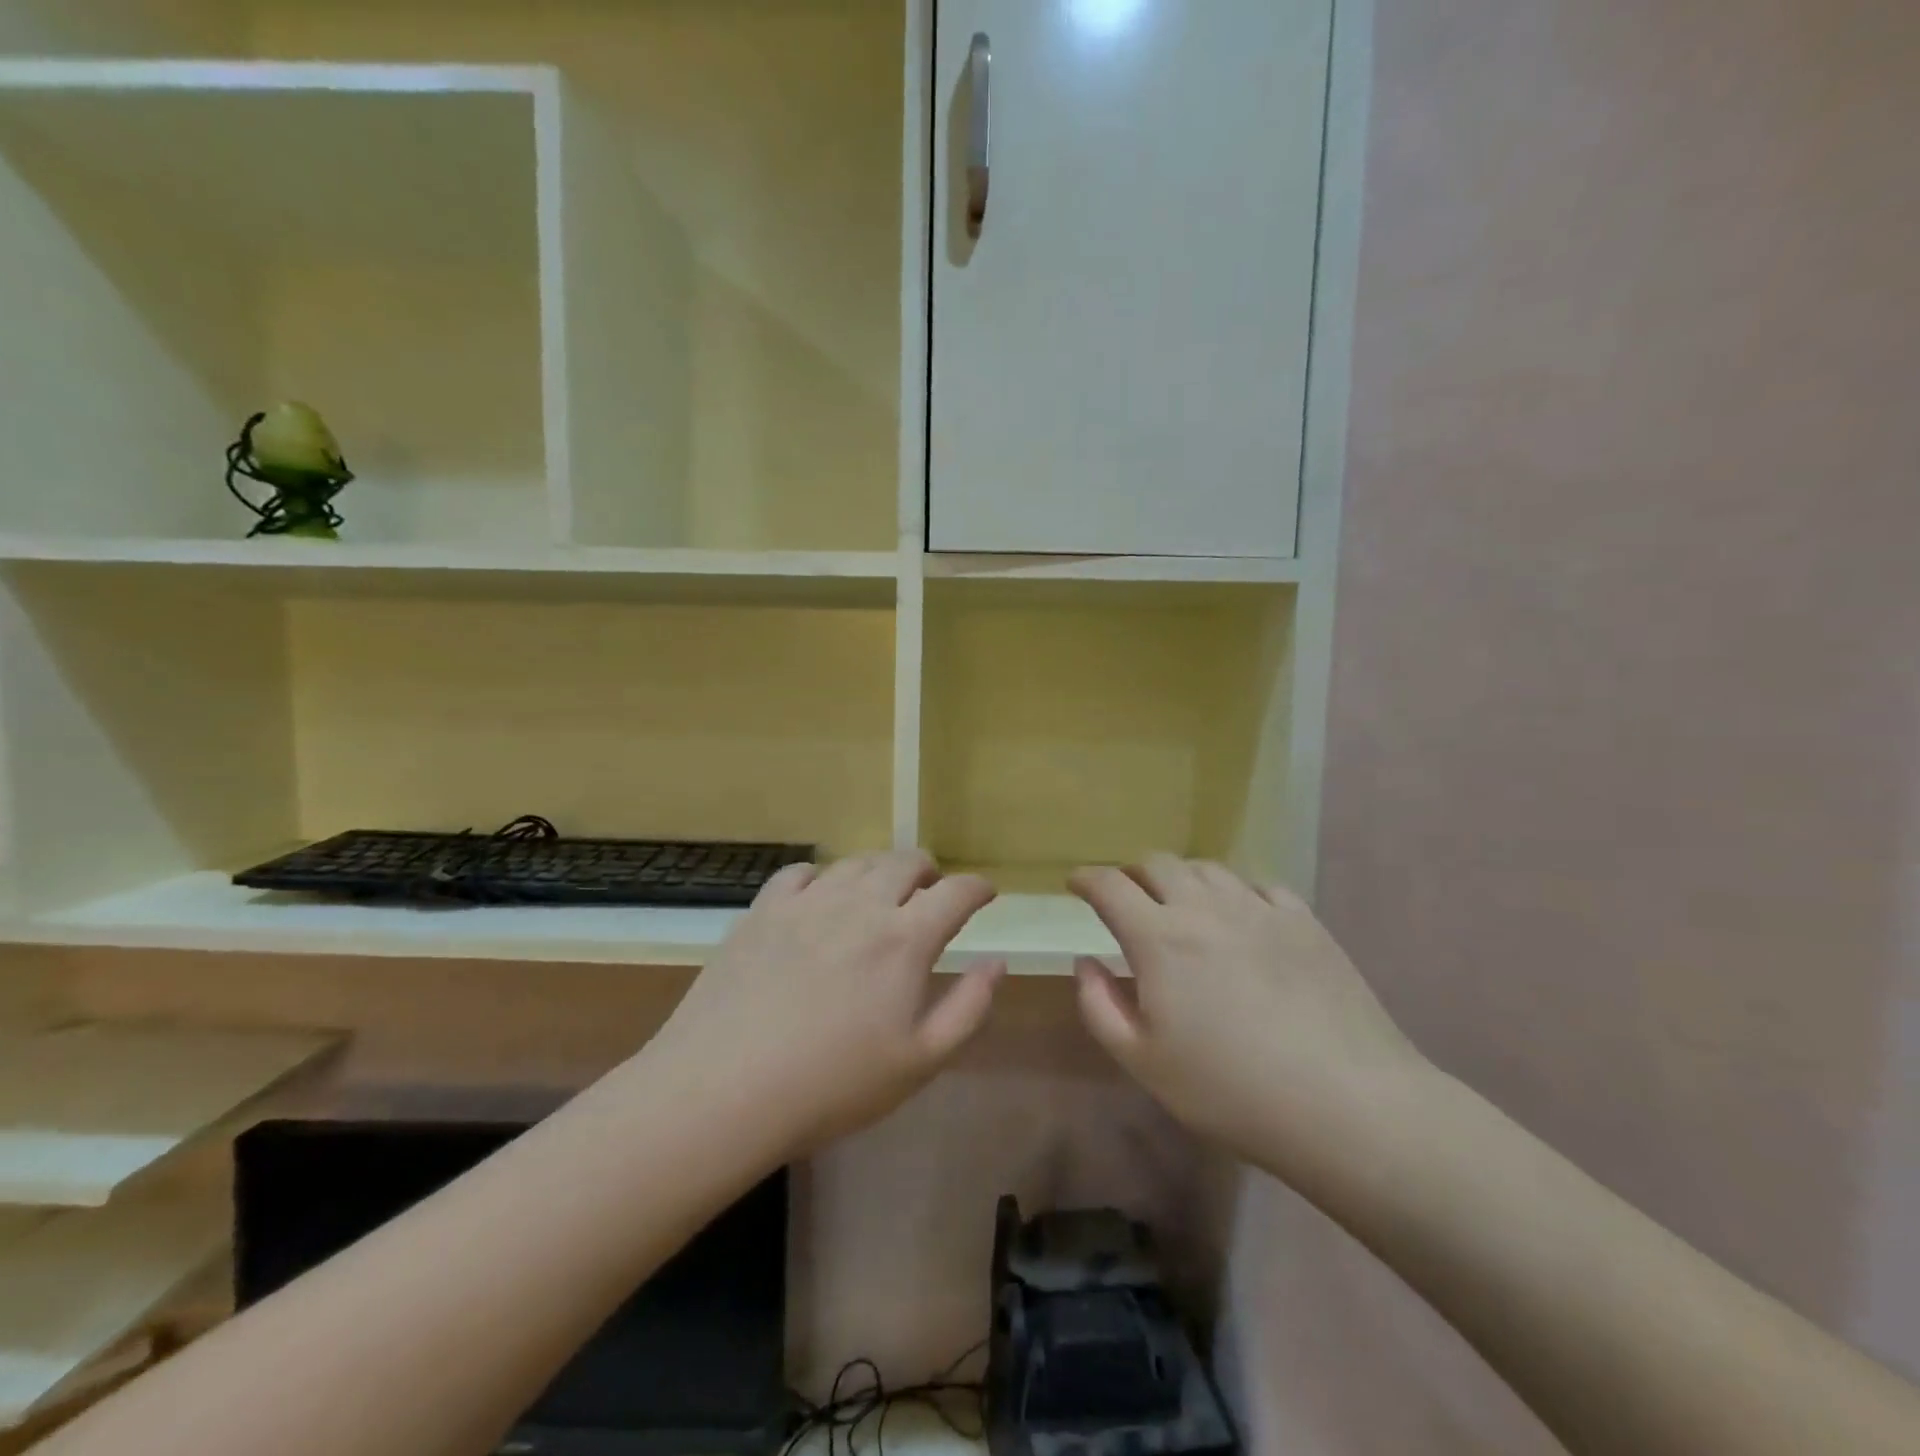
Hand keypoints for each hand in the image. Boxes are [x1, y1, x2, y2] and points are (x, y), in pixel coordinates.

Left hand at [647, 850, 1005, 1155]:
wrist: (724, 1090)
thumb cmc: (832, 1085)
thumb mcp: (920, 1062)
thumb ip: (969, 1007)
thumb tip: (996, 962)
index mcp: (905, 939)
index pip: (956, 893)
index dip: (977, 889)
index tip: (985, 895)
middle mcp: (860, 905)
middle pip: (906, 862)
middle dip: (929, 872)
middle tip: (931, 893)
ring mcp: (807, 902)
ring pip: (857, 863)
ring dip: (880, 871)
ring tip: (880, 894)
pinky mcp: (763, 910)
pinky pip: (801, 873)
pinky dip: (823, 877)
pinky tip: (820, 898)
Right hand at [1070, 855, 1426, 1179]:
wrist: (1347, 1104)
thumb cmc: (1231, 1091)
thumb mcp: (1144, 1062)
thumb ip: (1099, 1006)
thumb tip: (1084, 961)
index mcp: (1159, 938)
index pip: (1110, 885)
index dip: (1087, 878)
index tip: (1076, 884)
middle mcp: (1205, 908)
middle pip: (1158, 864)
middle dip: (1133, 873)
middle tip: (1128, 897)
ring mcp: (1259, 909)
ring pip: (1207, 869)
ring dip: (1182, 879)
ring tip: (1182, 905)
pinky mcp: (1304, 921)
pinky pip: (1258, 886)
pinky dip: (1234, 893)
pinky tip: (1240, 918)